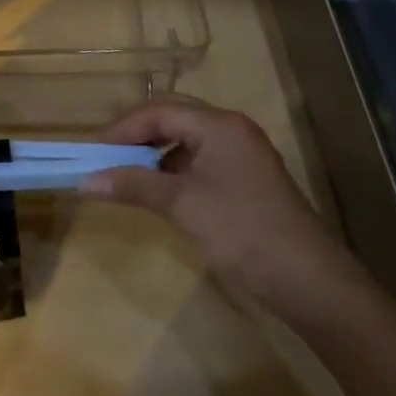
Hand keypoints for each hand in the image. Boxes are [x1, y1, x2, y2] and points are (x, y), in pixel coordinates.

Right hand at [81, 96, 355, 305]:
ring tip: (122, 171)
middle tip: (103, 155)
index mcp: (218, 125)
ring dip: (152, 150)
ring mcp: (240, 154)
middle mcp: (230, 129)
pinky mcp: (244, 179)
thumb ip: (133, 185)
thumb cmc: (242, 232)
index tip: (90, 152)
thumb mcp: (182, 206)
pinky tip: (155, 188)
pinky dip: (171, 168)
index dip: (120, 129)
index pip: (158, 112)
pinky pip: (197, 159)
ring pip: (184, 138)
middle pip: (171, 116)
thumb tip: (85, 181)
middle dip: (134, 133)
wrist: (310, 283)